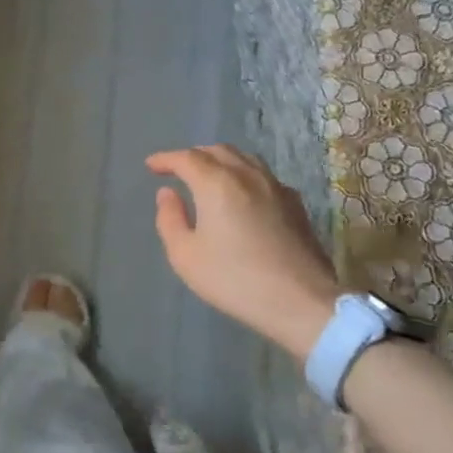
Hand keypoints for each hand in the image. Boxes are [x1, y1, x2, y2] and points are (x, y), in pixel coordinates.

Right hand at [146, 144, 338, 360]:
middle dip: (194, 156)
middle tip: (178, 170)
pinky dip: (244, 175)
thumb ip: (170, 219)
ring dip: (221, 160)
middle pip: (217, 151)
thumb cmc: (234, 280)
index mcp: (216, 184)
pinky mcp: (295, 204)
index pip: (186, 158)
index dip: (166, 159)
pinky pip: (263, 176)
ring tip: (209, 176)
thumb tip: (167, 193)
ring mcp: (276, 187)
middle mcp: (247, 175)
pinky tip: (242, 194)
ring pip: (244, 159)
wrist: (300, 301)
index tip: (151, 166)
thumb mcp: (185, 255)